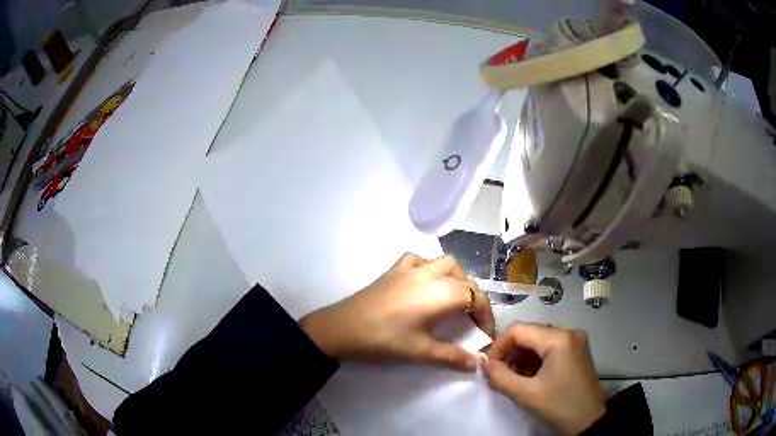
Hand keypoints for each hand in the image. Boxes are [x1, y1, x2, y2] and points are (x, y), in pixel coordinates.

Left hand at [299, 253, 494, 371]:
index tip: (484, 336)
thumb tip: (476, 364)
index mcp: (442, 293)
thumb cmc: (384, 340)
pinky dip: (429, 268)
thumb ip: (452, 356)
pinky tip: (423, 284)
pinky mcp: (394, 269)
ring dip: (456, 279)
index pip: (477, 297)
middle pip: (466, 280)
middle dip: (474, 300)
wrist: (343, 327)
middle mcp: (431, 274)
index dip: (486, 316)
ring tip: (452, 301)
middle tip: (470, 322)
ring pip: (446, 263)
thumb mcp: (421, 351)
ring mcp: (411, 268)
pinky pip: (419, 260)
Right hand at [483, 323, 606, 434]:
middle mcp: (569, 332)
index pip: (519, 329)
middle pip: (530, 333)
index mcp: (559, 338)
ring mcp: (575, 341)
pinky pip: (549, 348)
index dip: (499, 345)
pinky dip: (535, 360)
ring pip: (539, 340)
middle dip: (510, 352)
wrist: (589, 420)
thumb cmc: (559, 405)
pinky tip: (528, 377)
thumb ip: (500, 377)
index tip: (489, 366)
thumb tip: (484, 364)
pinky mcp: (576, 351)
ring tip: (512, 377)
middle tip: (498, 373)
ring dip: (521, 357)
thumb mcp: (526, 394)